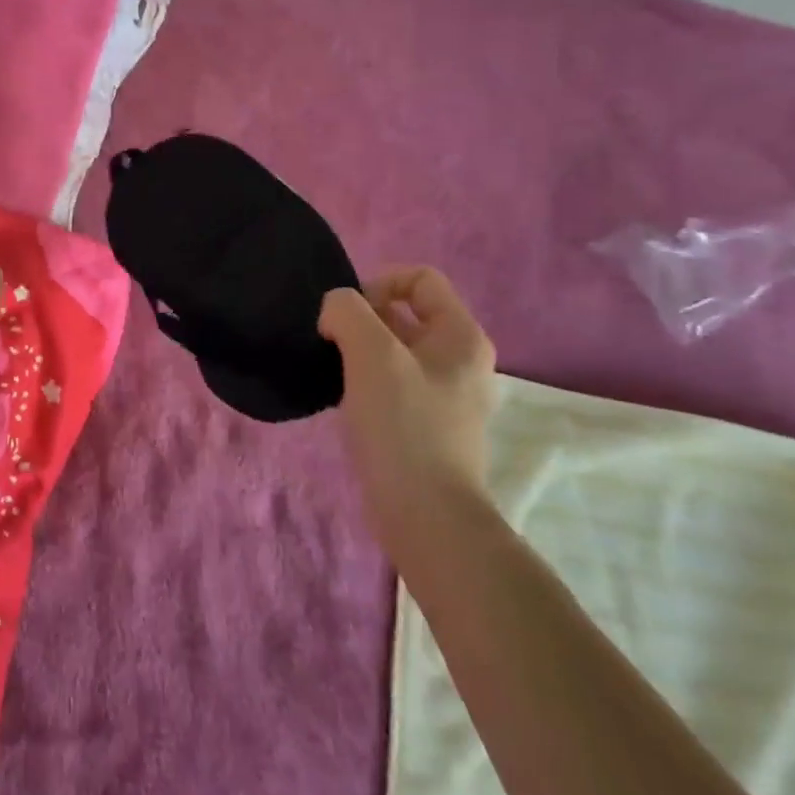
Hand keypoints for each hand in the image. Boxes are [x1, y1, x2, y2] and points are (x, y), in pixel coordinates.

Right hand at [319, 266, 496, 550]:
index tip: (347, 317)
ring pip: (393, 349)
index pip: (419, 278)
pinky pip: (392, 382)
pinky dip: (365, 381)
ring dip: (359, 351)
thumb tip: (335, 312)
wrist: (426, 516)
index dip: (377, 284)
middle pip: (404, 313)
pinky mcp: (427, 424)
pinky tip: (346, 401)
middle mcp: (460, 360)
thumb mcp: (371, 353)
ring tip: (336, 373)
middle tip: (334, 345)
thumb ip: (347, 311)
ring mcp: (446, 395)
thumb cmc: (403, 426)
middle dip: (362, 320)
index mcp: (461, 336)